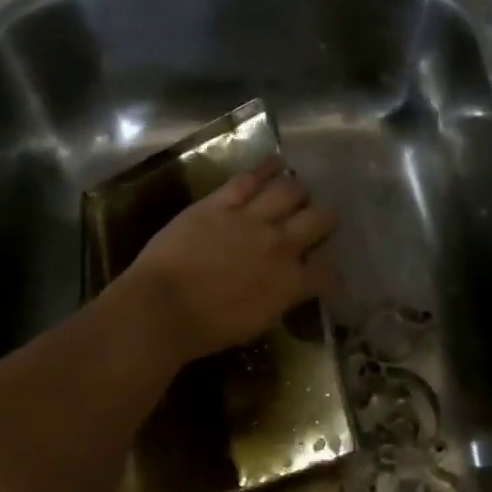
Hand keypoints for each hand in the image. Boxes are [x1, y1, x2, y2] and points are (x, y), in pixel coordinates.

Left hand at [113, 158, 337, 368]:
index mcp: (290, 283)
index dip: (330, 270)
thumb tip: (287, 287)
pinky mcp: (221, 202)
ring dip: (298, 191)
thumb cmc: (205, 329)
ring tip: (298, 191)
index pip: (327, 272)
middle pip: (319, 219)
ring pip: (290, 191)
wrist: (162, 307)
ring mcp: (251, 219)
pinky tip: (277, 162)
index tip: (323, 270)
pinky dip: (267, 167)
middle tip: (319, 220)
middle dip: (325, 218)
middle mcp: (280, 245)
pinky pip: (250, 178)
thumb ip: (279, 299)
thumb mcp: (256, 323)